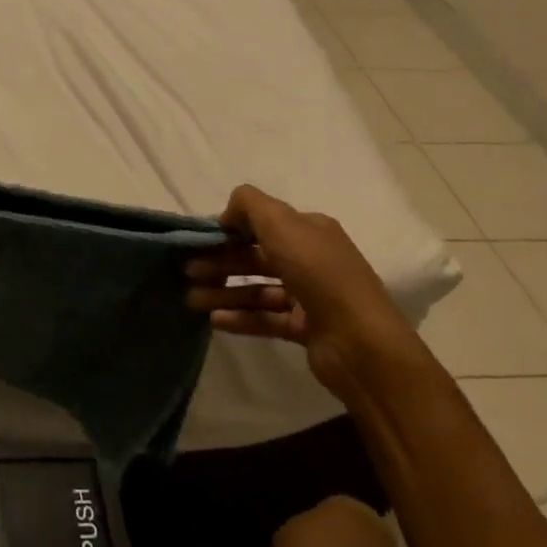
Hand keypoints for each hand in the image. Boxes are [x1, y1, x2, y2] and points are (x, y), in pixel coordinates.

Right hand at [186, 185, 410, 395]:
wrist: (359, 341)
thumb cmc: (318, 273)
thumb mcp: (281, 223)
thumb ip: (249, 205)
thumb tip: (227, 213)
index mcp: (310, 230)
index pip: (264, 223)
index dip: (230, 229)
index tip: (199, 240)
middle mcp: (312, 259)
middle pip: (257, 256)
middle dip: (221, 261)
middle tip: (187, 271)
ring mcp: (310, 296)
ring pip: (258, 288)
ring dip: (225, 291)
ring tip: (192, 300)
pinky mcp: (305, 328)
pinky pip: (266, 318)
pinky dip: (240, 317)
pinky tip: (214, 320)